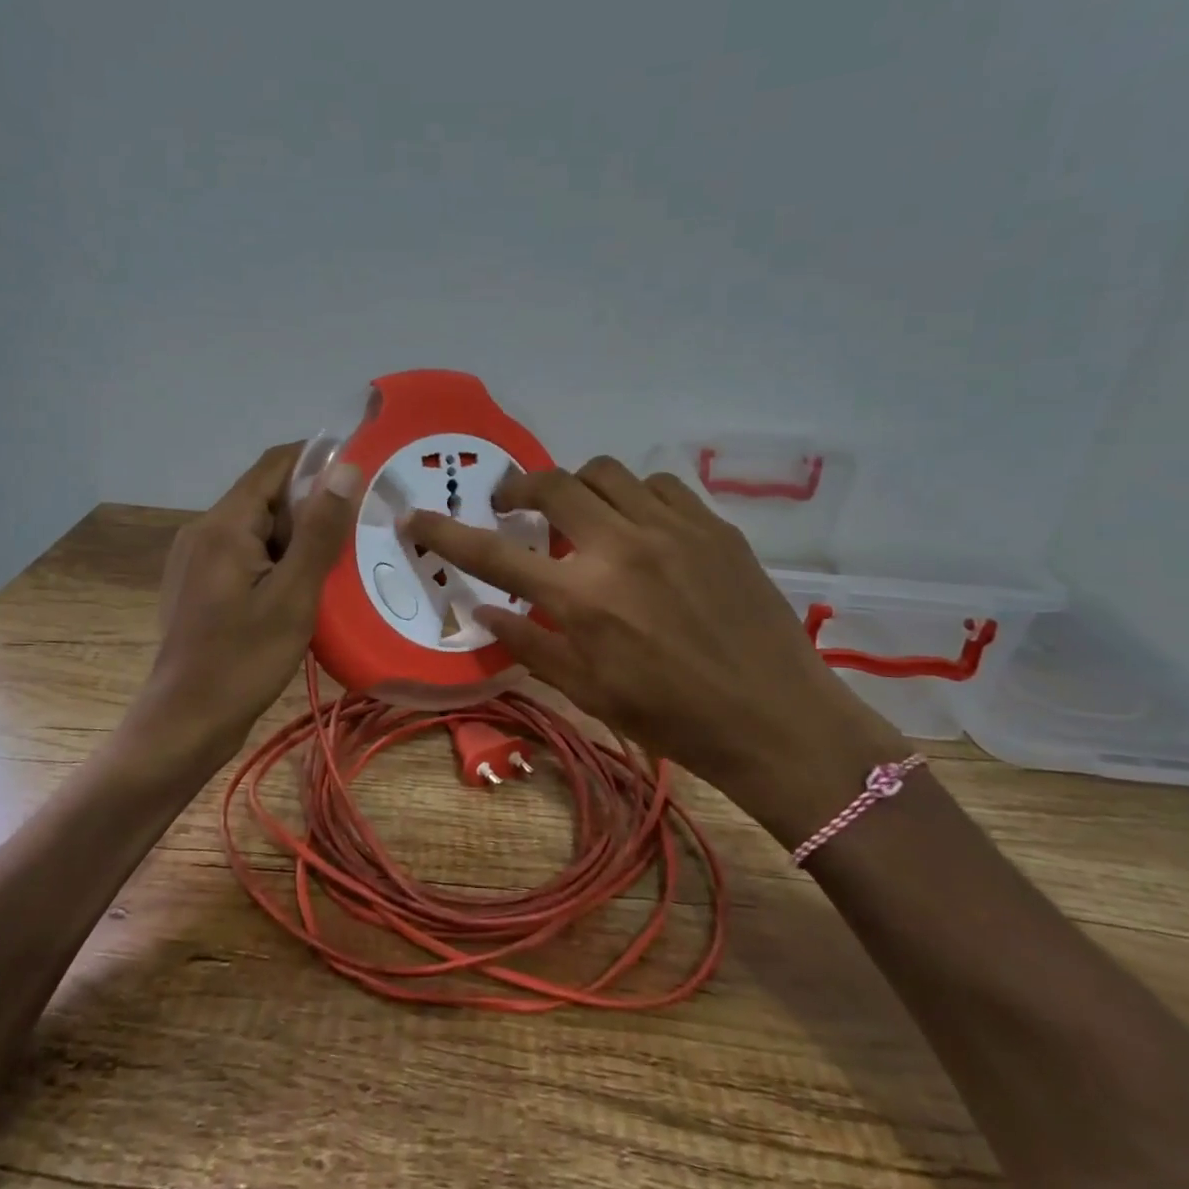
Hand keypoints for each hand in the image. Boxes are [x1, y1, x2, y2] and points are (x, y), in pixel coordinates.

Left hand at [133, 443, 361, 766]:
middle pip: (267, 496)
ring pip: (259, 528)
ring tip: (338, 566)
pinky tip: (303, 590)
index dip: (320, 461)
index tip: (364, 477)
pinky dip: (278, 560)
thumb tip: (345, 468)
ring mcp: (197, 558)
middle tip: (358, 535)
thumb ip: (319, 530)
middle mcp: (205, 530)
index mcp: (225, 525)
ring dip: (298, 538)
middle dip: (313, 508)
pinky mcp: (199, 584)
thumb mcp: (293, 596)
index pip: (276, 464)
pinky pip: (246, 554)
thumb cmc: (243, 661)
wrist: (185, 723)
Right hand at [404, 457, 909, 846]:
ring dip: (578, 486)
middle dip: (519, 488)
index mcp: (581, 598)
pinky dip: (633, 496)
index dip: (445, 532)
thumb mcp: (587, 691)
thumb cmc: (672, 716)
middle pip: (551, 484)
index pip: (494, 554)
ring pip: (605, 471)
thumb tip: (480, 608)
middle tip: (515, 508)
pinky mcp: (712, 524)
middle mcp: (619, 548)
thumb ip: (528, 643)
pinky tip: (638, 525)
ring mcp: (671, 528)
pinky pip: (658, 484)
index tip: (414, 516)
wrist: (775, 716)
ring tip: (581, 515)